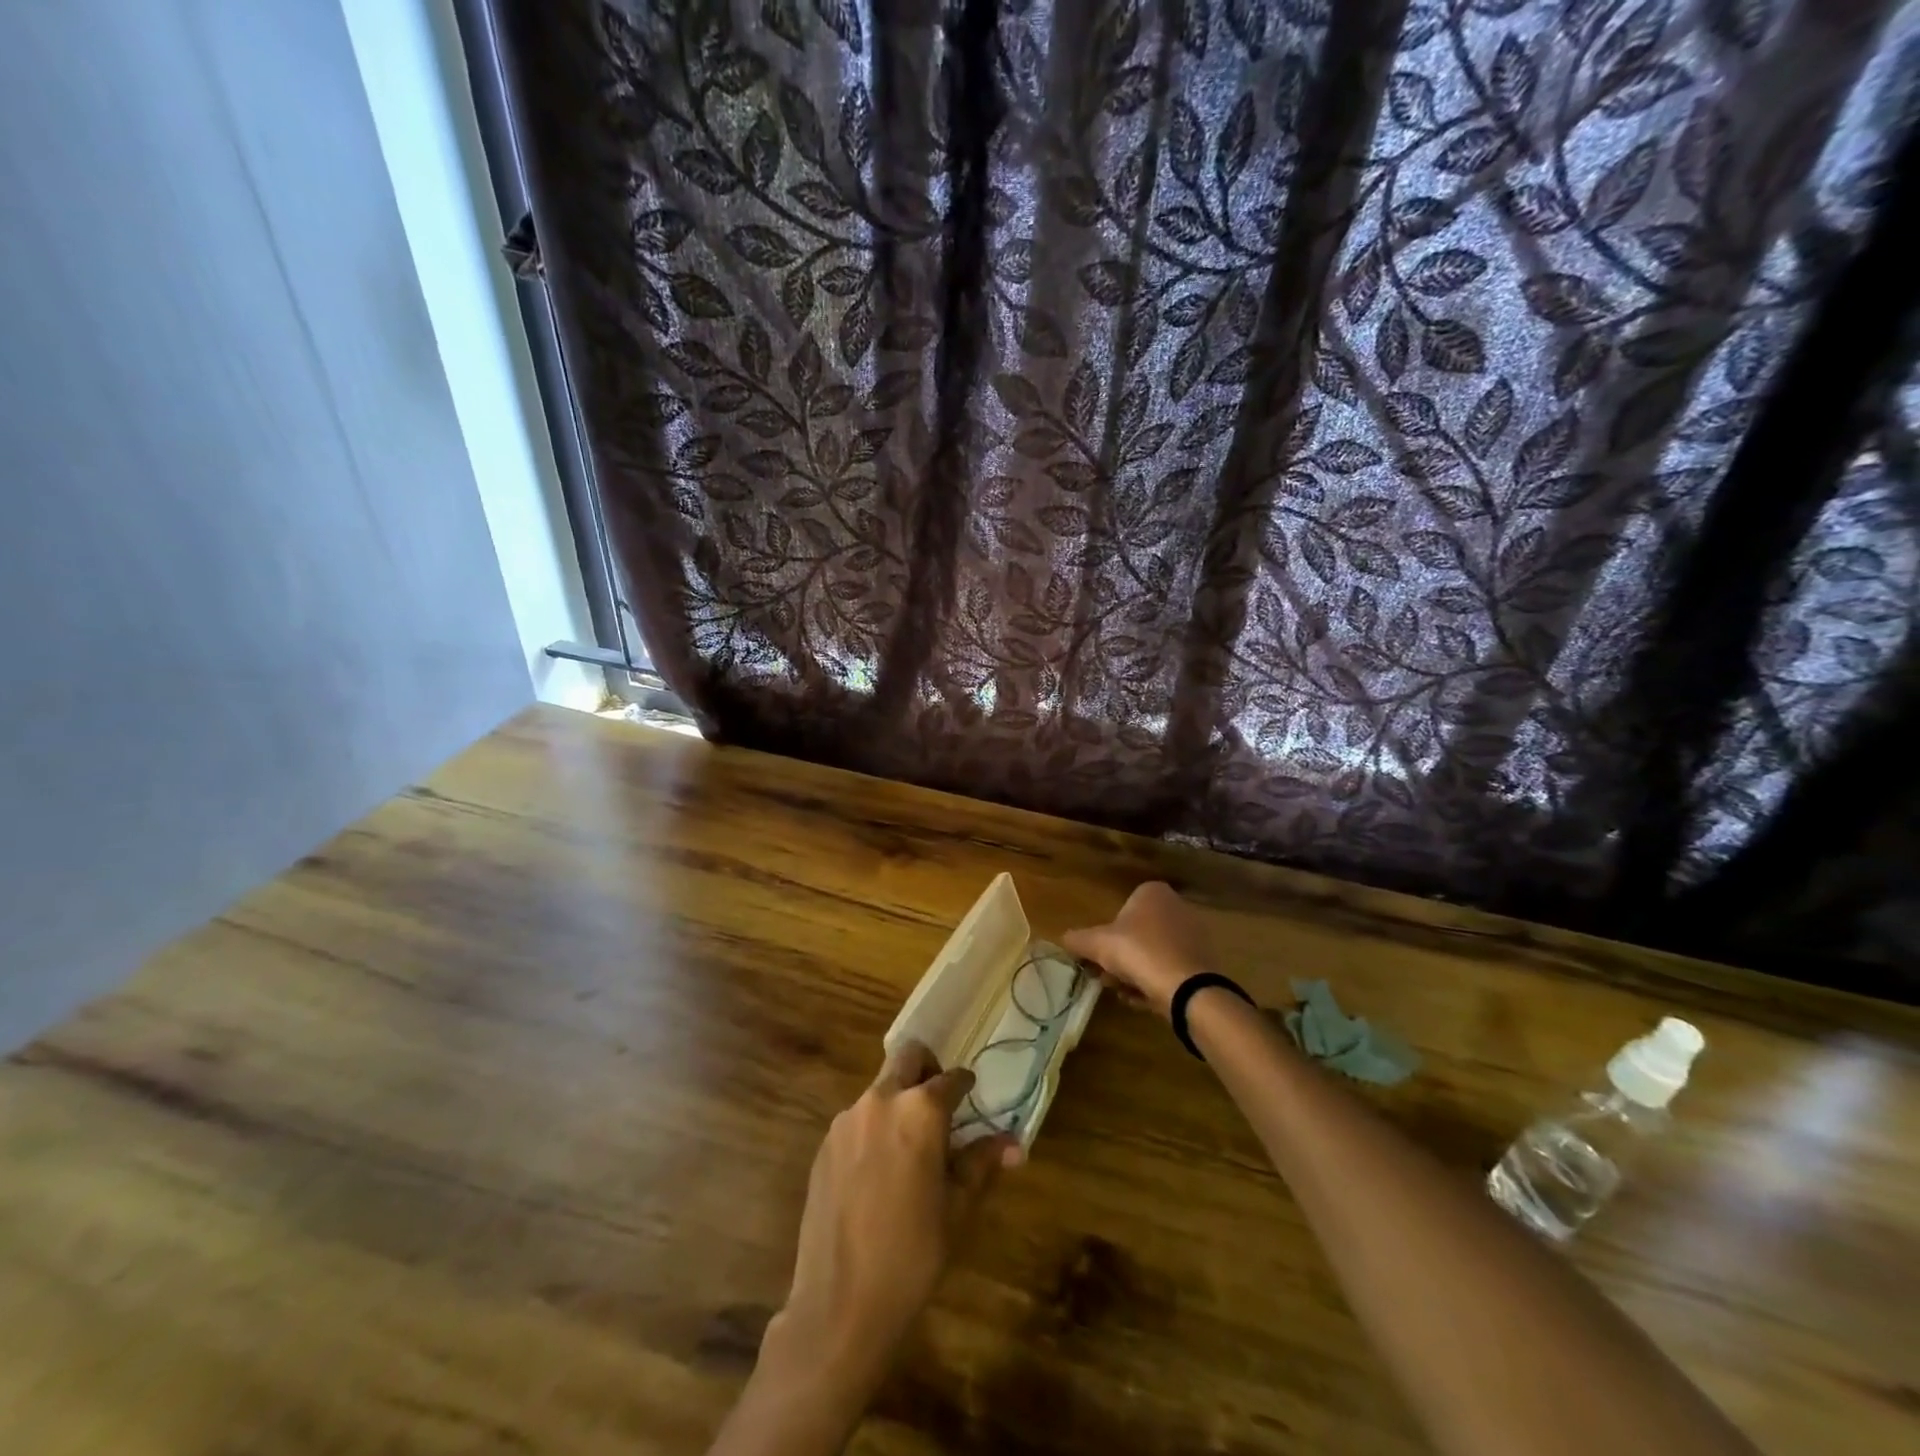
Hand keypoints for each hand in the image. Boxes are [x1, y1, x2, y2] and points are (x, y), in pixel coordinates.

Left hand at [769, 1043, 1019, 1392]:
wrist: (840, 1304)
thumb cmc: (912, 1255)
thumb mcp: (957, 1209)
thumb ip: (981, 1163)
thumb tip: (1014, 1144)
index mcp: (920, 1111)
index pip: (951, 1077)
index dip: (965, 1085)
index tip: (972, 1096)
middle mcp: (881, 1100)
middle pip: (907, 1057)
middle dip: (927, 1069)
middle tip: (940, 1103)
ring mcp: (847, 1120)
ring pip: (880, 1088)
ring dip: (898, 1100)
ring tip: (910, 1148)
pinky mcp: (825, 1144)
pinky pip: (857, 1118)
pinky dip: (875, 1127)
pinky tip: (879, 1172)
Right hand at [1063, 881, 1216, 1020]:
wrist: (1187, 988)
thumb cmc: (1139, 952)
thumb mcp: (1097, 944)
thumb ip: (1077, 939)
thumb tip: (1064, 938)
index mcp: (1152, 893)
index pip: (1122, 909)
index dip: (1106, 935)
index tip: (1097, 957)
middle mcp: (1177, 907)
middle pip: (1137, 934)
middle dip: (1120, 958)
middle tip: (1107, 978)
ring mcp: (1194, 935)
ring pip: (1153, 953)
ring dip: (1135, 973)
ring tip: (1124, 993)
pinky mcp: (1204, 962)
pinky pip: (1171, 970)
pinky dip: (1156, 982)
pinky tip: (1144, 1000)